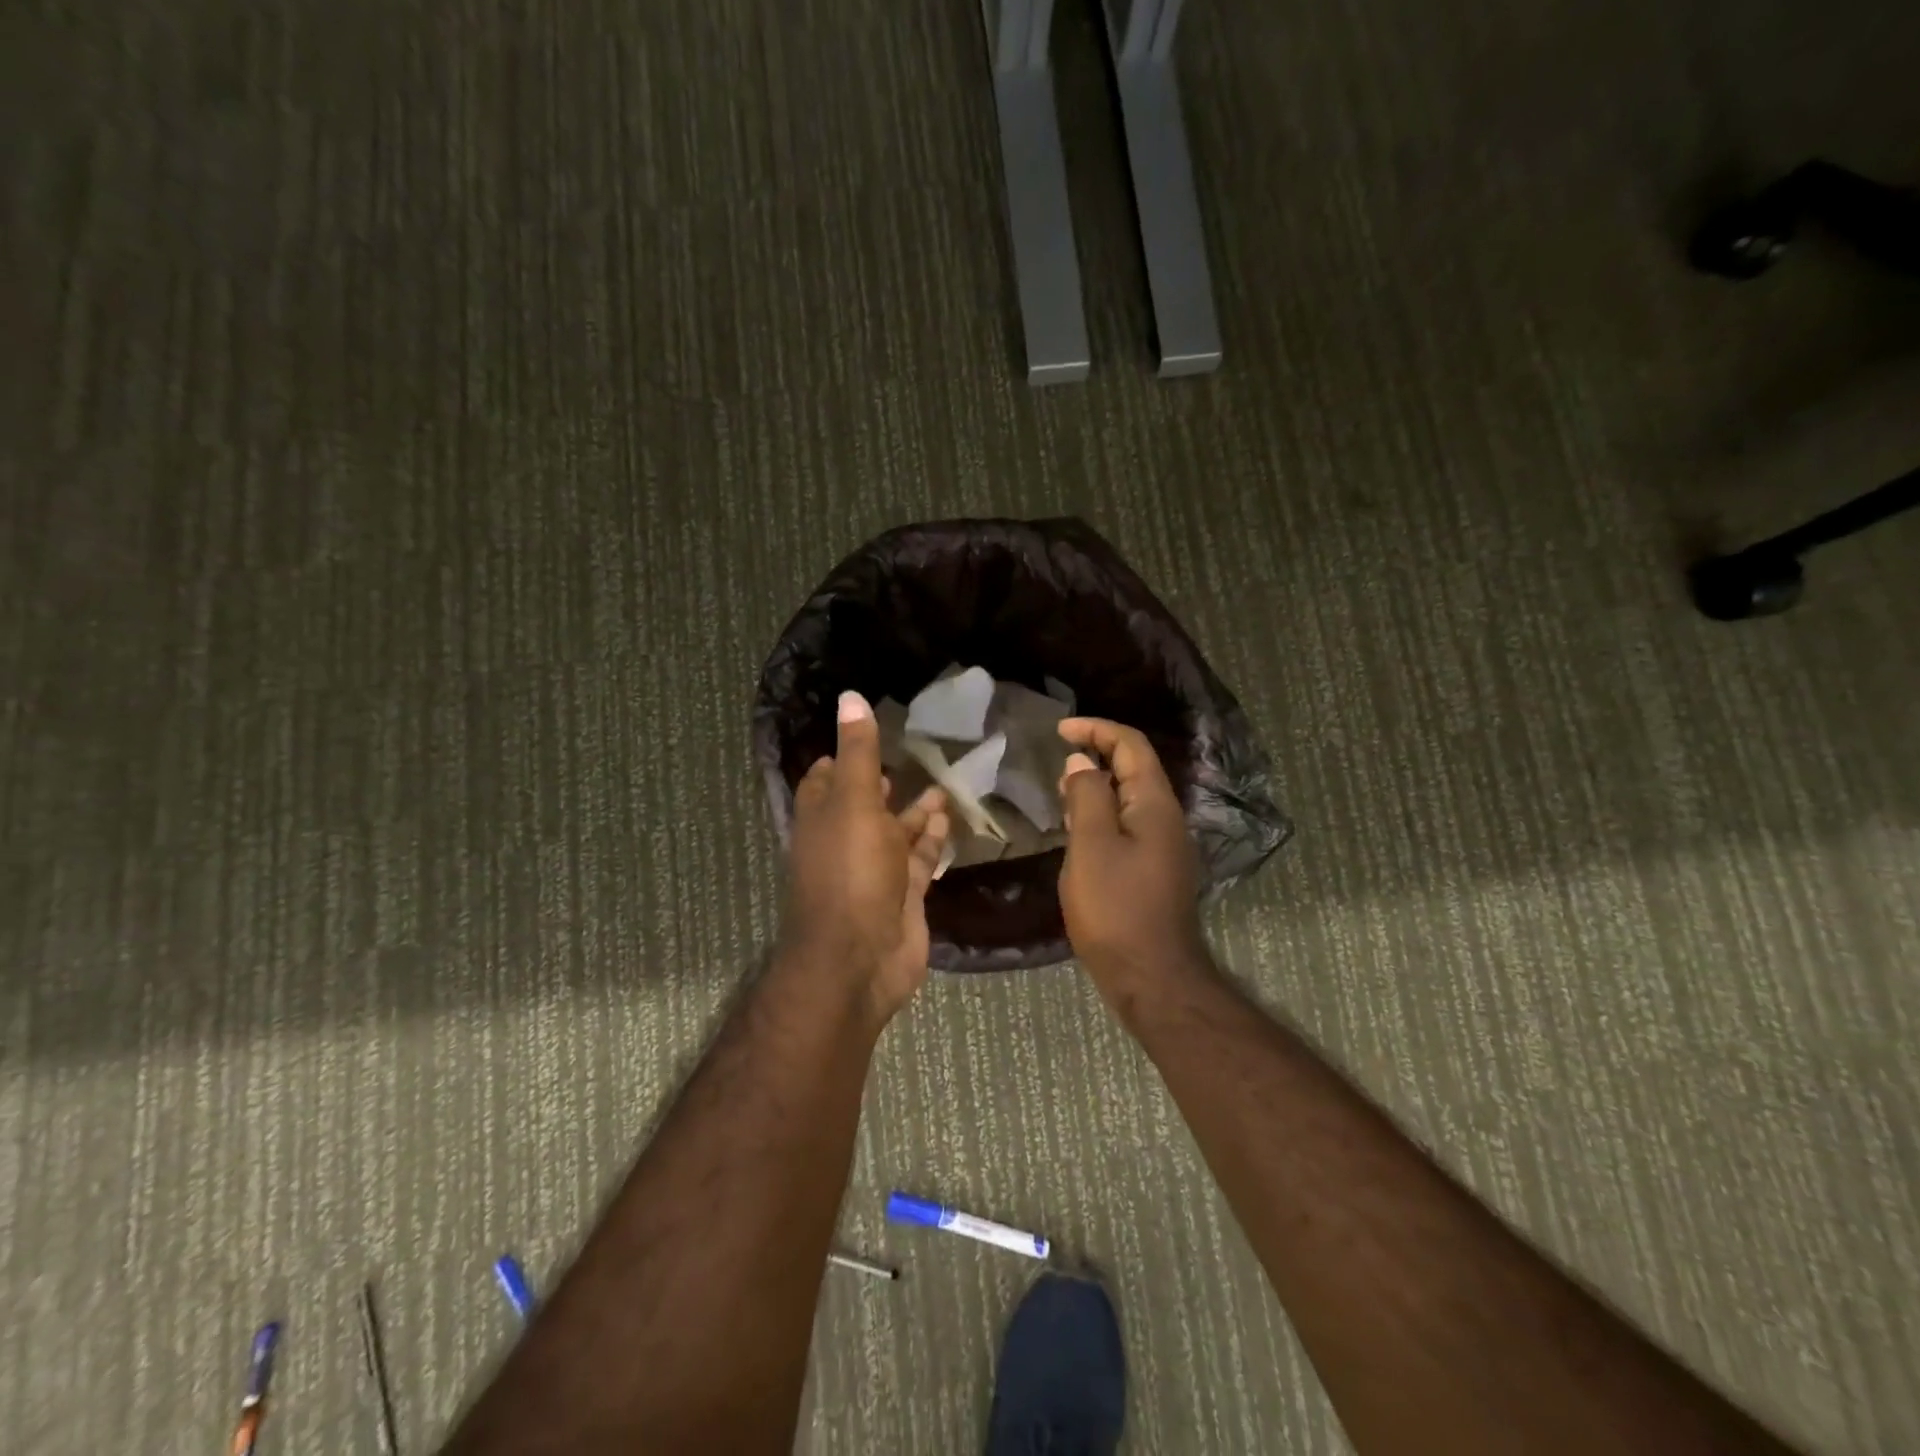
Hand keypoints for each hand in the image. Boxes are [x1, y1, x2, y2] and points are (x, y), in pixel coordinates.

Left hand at [780, 691, 949, 1023]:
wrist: (860, 957)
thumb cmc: (852, 871)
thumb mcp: (854, 801)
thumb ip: (859, 752)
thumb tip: (850, 697)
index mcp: (822, 817)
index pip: (825, 779)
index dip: (842, 756)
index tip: (867, 733)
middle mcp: (845, 842)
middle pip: (864, 805)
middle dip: (885, 783)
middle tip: (913, 756)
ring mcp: (874, 872)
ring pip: (896, 833)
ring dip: (916, 811)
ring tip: (944, 785)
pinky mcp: (902, 895)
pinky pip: (918, 860)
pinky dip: (932, 840)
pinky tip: (949, 819)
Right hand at [1056, 718, 1205, 990]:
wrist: (1151, 975)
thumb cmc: (1115, 908)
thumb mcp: (1091, 846)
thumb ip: (1087, 797)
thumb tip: (1082, 762)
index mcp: (1153, 805)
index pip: (1131, 746)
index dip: (1096, 730)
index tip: (1059, 731)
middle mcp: (1166, 818)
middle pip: (1135, 769)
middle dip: (1097, 753)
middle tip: (1058, 760)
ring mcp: (1164, 846)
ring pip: (1130, 798)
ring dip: (1098, 785)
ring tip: (1062, 790)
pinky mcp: (1154, 870)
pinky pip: (1128, 824)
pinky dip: (1102, 813)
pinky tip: (1079, 830)